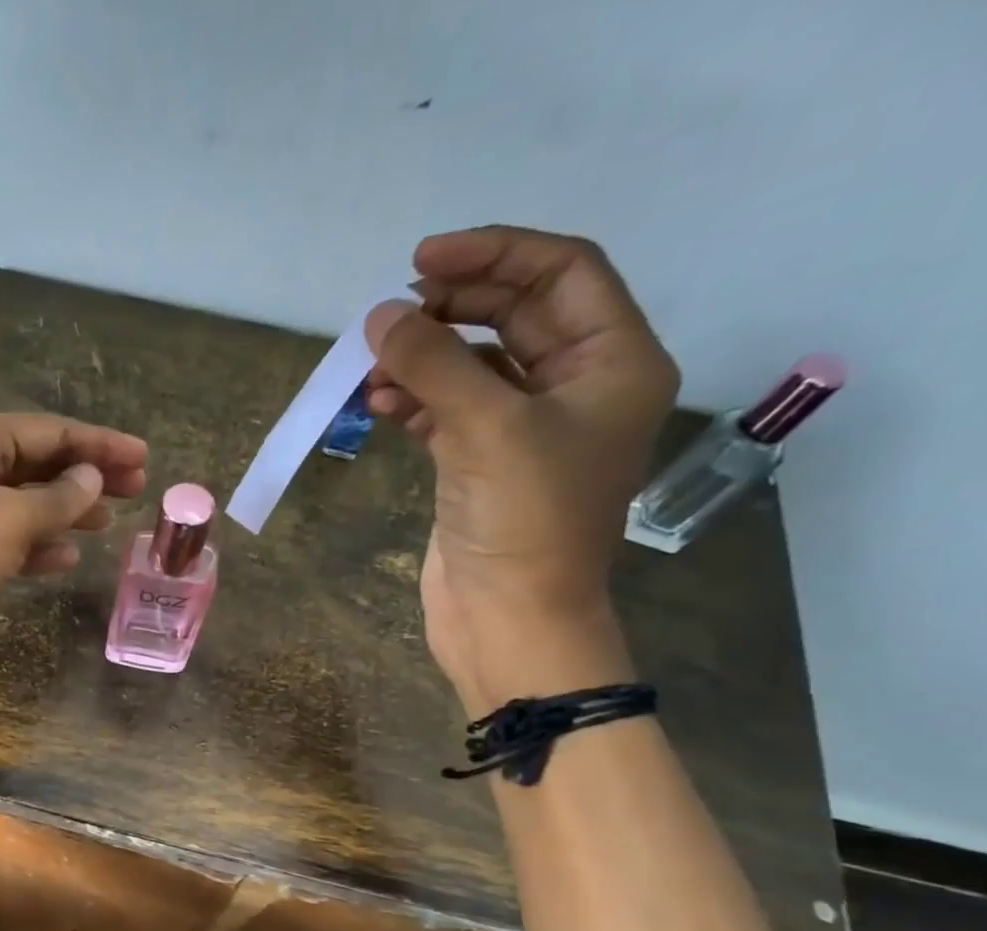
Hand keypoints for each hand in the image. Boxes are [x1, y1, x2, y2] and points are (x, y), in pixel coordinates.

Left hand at [0, 411, 147, 702]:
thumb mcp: (6, 524)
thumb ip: (56, 500)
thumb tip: (92, 478)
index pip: (48, 431)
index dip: (100, 444)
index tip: (145, 457)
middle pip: (34, 463)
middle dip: (85, 476)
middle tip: (135, 489)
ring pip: (18, 504)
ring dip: (62, 512)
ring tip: (106, 524)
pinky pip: (0, 540)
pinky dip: (33, 546)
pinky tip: (63, 558)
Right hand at [363, 227, 678, 703]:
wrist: (509, 619)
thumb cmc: (524, 521)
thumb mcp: (486, 429)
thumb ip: (433, 364)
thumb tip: (380, 317)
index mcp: (613, 363)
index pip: (562, 274)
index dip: (494, 254)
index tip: (421, 260)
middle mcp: (576, 388)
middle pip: (514, 316)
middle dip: (452, 308)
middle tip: (391, 313)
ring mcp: (525, 430)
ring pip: (473, 366)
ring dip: (423, 360)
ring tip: (373, 369)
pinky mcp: (481, 466)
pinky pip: (448, 411)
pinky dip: (415, 402)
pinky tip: (380, 405)